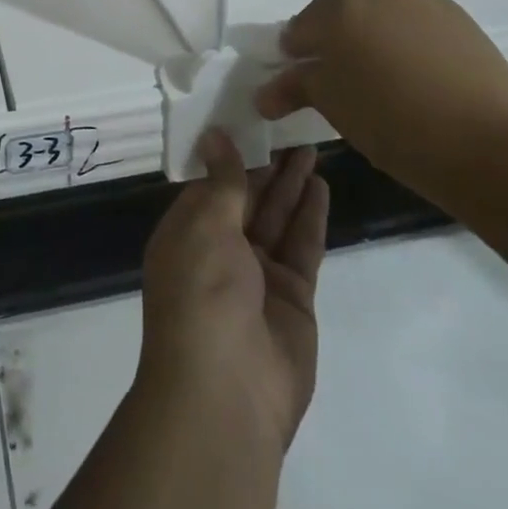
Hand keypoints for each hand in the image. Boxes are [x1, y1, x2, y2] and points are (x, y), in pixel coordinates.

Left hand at [137, 133, 328, 452]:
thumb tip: (215, 135)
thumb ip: (222, 182)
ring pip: (277, 216)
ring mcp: (258, 274)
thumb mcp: (205, 226)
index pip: (210, 182)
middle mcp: (220, 249)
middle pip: (248, 196)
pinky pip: (301, 246)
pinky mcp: (293, 296)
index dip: (231, 151)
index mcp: (187, 231)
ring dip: (292, 183)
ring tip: (310, 143)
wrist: (227, 392)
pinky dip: (310, 216)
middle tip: (290, 123)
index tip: (250, 116)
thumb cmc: (201, 294)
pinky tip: (320, 185)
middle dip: (267, 163)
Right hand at [255, 0, 507, 210]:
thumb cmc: (395, 124)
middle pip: (339, 11)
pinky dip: (403, 40)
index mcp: (340, 7)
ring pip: (379, 12)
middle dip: (331, 39)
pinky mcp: (458, 16)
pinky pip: (414, 21)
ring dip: (369, 35)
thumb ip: (294, 87)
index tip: (299, 81)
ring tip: (379, 77)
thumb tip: (263, 94)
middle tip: (336, 79)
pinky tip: (413, 75)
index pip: (301, 27)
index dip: (296, 55)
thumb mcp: (333, 106)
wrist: (493, 148)